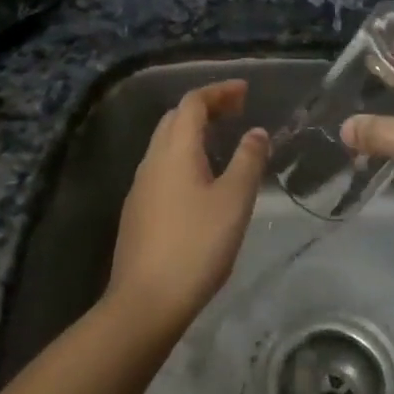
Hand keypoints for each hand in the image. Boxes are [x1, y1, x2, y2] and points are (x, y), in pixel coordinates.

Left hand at [107, 80, 267, 332]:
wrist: (145, 302)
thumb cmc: (196, 246)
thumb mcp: (234, 201)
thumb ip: (248, 161)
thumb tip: (256, 132)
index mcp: (175, 150)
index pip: (193, 103)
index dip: (219, 91)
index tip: (245, 91)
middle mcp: (152, 160)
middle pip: (175, 118)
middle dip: (205, 107)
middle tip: (236, 111)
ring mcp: (140, 186)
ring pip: (166, 143)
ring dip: (193, 132)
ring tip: (222, 140)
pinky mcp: (137, 210)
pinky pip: (162, 166)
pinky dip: (184, 155)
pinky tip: (200, 179)